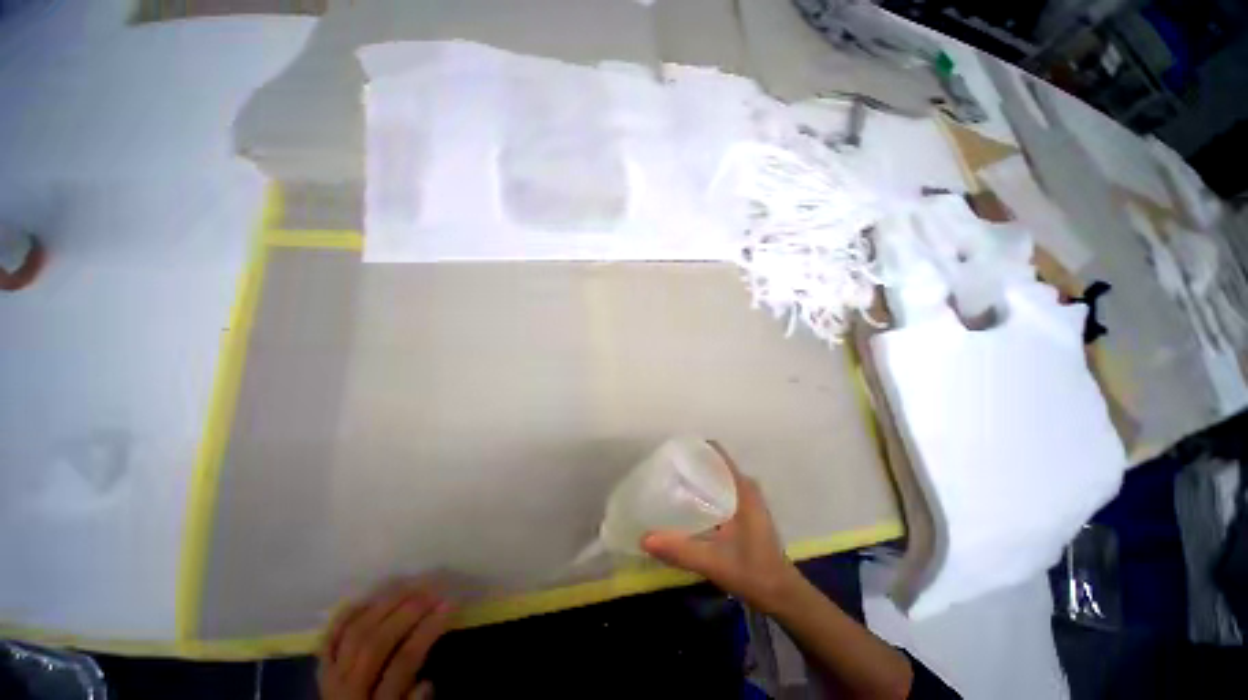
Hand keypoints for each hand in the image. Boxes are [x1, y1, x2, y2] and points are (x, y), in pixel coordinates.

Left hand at [318, 581, 455, 699]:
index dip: (427, 631)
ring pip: (355, 633)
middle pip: (376, 642)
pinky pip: (329, 639)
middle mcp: (348, 688)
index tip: (450, 606)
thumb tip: (428, 683)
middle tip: (433, 591)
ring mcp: (332, 677)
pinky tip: (368, 600)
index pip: (403, 662)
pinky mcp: (322, 671)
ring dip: (383, 606)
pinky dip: (346, 617)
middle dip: (407, 612)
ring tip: (409, 587)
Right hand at [642, 442, 801, 612]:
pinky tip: (687, 504)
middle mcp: (745, 487)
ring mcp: (747, 499)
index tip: (670, 453)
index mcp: (743, 489)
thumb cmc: (753, 573)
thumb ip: (680, 550)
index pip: (717, 453)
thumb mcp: (713, 562)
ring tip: (670, 483)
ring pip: (717, 477)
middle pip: (714, 463)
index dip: (694, 448)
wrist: (782, 595)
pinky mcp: (745, 512)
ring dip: (697, 477)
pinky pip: (721, 490)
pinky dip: (704, 491)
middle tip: (664, 471)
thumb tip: (644, 538)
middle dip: (690, 464)